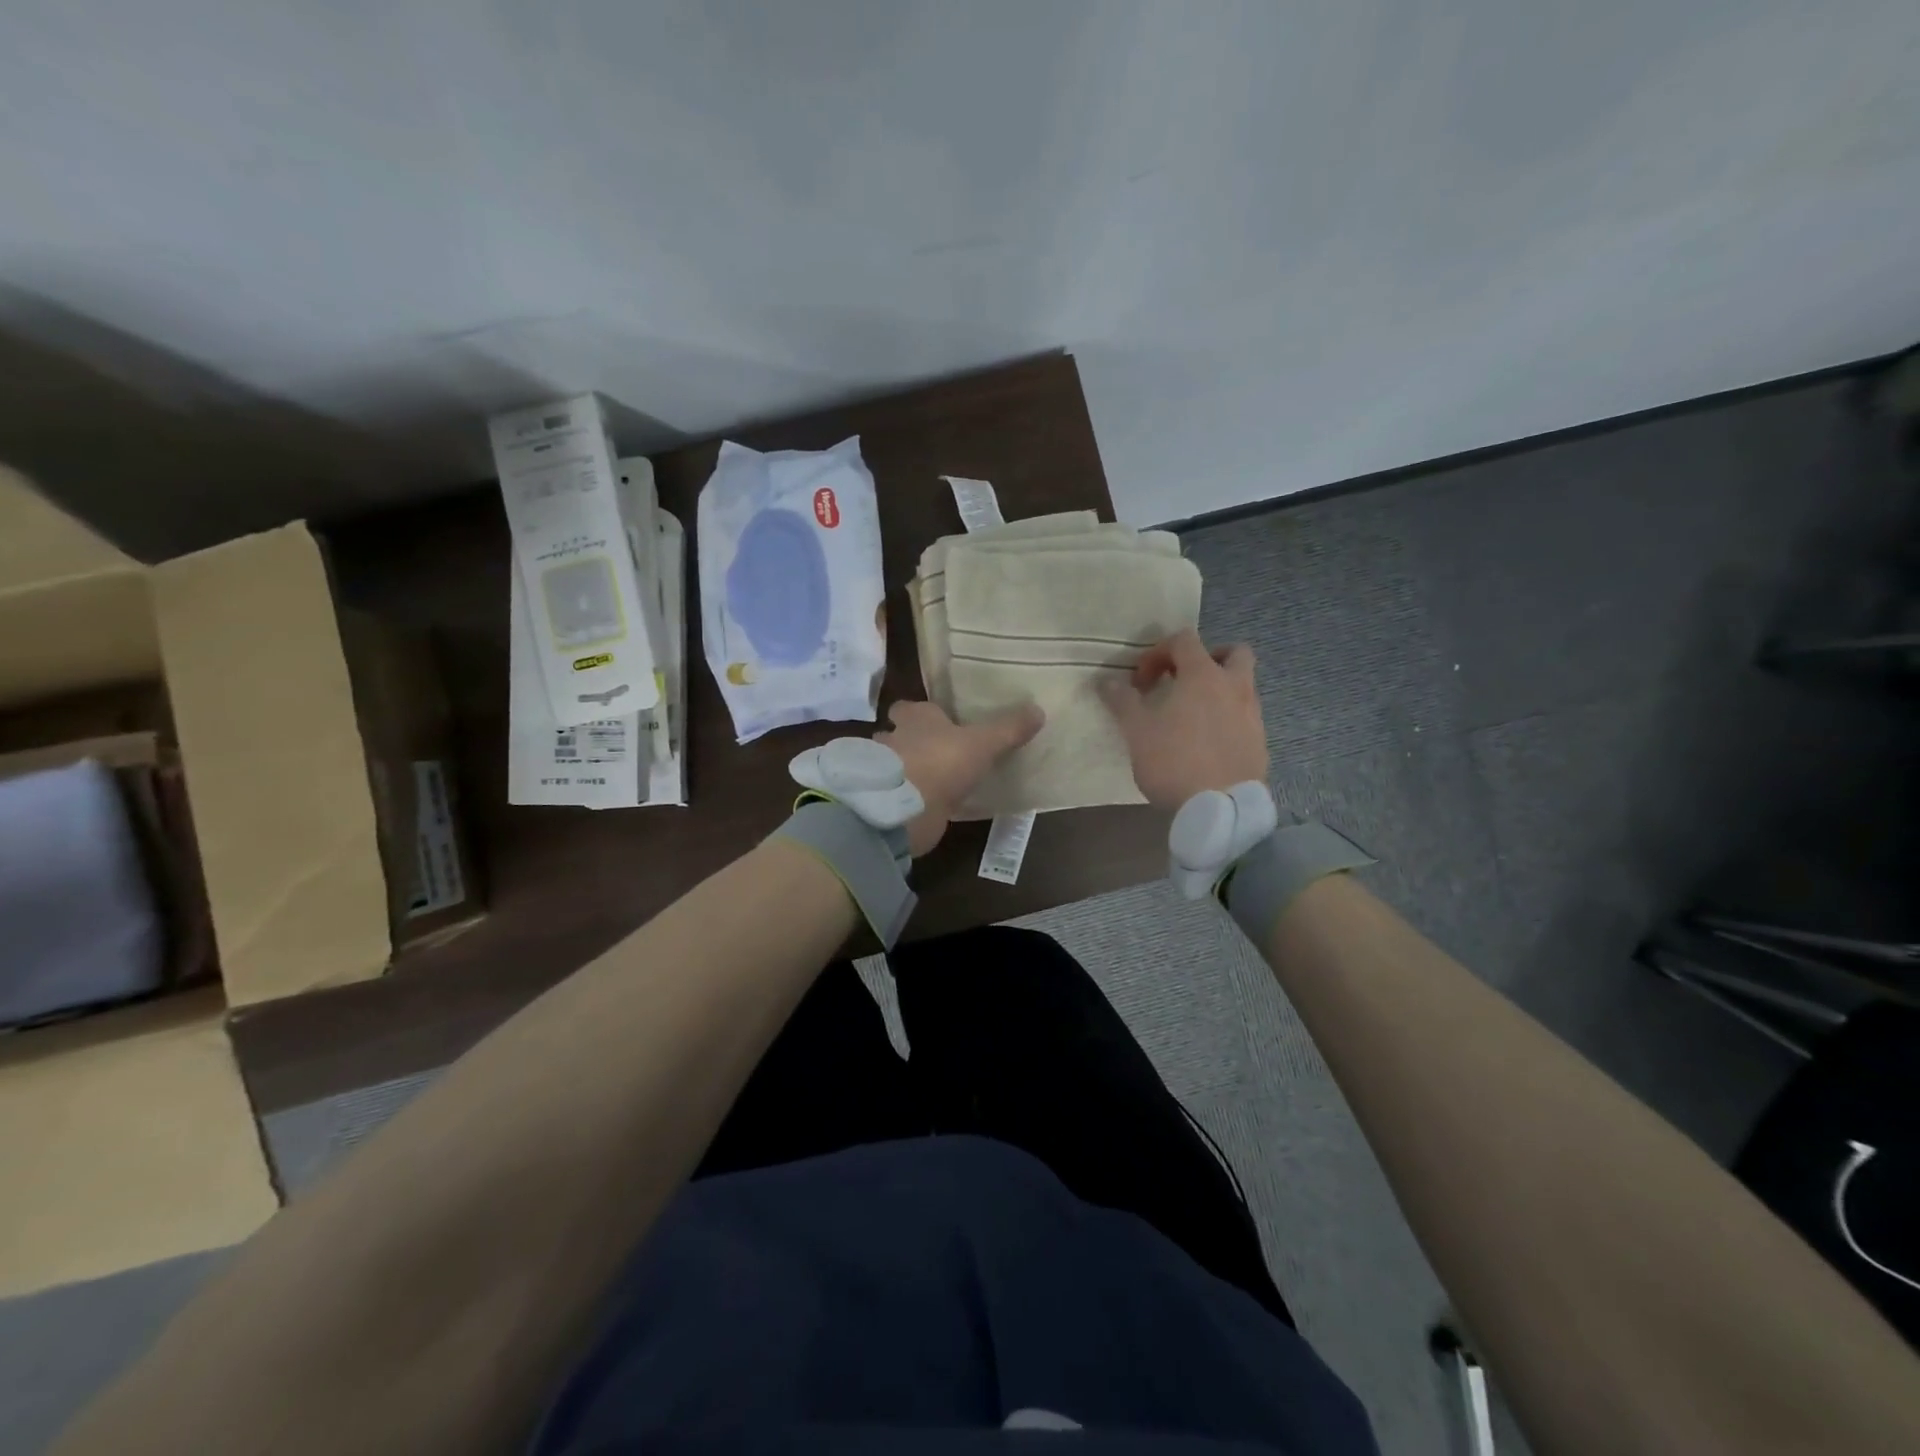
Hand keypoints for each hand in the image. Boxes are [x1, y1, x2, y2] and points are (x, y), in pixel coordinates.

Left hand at [877, 699, 1043, 855]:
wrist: (907, 809)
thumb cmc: (942, 761)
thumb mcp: (983, 743)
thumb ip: (1008, 729)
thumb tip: (1038, 710)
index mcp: (914, 718)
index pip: (908, 708)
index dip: (918, 713)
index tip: (936, 720)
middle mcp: (894, 739)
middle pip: (896, 735)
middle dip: (910, 741)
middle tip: (935, 749)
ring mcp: (886, 773)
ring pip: (896, 766)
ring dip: (909, 770)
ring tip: (934, 778)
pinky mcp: (888, 801)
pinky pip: (902, 794)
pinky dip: (912, 797)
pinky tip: (930, 804)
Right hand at [1099, 628, 1266, 808]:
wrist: (1221, 808)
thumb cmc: (1174, 760)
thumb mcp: (1137, 731)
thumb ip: (1122, 701)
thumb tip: (1107, 681)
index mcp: (1203, 675)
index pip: (1184, 640)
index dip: (1158, 652)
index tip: (1140, 681)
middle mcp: (1234, 687)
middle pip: (1232, 652)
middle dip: (1207, 658)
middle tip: (1183, 680)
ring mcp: (1252, 715)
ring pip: (1242, 686)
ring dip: (1218, 690)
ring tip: (1191, 716)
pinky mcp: (1259, 743)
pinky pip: (1244, 717)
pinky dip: (1227, 719)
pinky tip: (1206, 743)